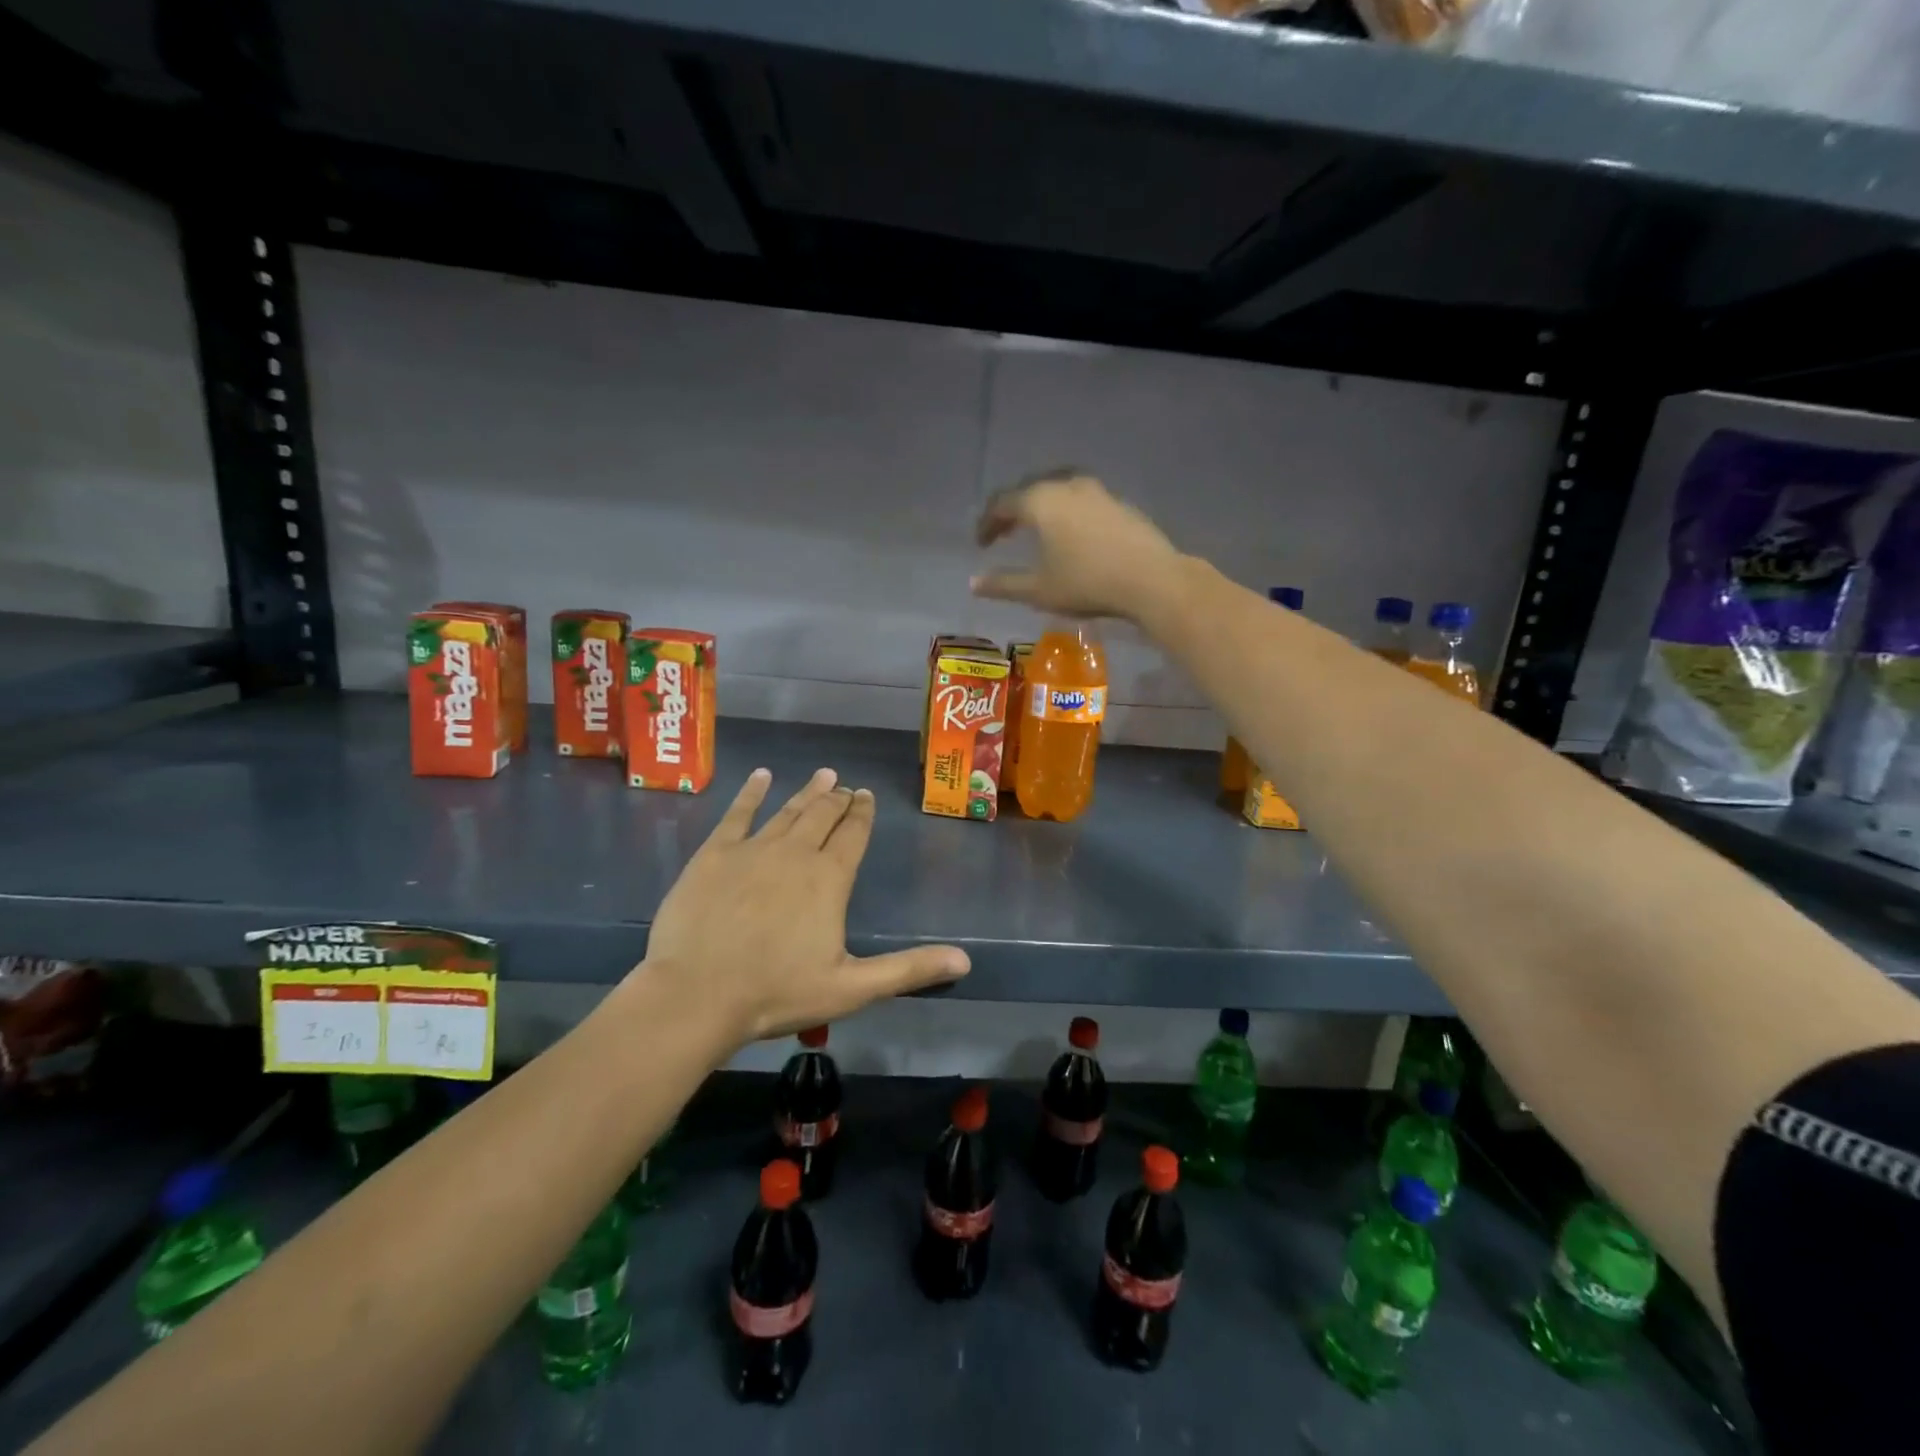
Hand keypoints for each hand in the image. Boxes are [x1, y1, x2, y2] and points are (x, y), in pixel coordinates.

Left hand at [637, 767, 969, 1043]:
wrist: (696, 995)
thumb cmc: (777, 993)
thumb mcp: (852, 988)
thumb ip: (908, 969)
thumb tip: (965, 960)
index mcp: (829, 879)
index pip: (853, 835)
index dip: (863, 814)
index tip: (866, 796)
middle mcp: (795, 853)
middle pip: (822, 816)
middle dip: (838, 799)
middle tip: (846, 786)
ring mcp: (752, 849)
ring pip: (787, 811)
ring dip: (807, 792)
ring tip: (823, 775)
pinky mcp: (714, 854)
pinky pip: (737, 814)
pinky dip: (752, 793)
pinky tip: (762, 776)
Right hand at [971, 470, 1181, 620]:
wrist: (1151, 579)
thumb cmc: (1087, 583)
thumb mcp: (1039, 591)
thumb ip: (1003, 585)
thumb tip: (973, 584)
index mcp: (1041, 501)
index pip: (1002, 503)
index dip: (987, 523)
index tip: (981, 545)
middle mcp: (1066, 485)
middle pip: (1029, 490)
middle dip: (1012, 511)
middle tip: (1004, 533)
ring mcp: (1096, 490)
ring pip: (1057, 490)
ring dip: (1041, 507)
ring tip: (1036, 530)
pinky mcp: (1118, 501)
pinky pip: (1080, 499)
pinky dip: (1065, 511)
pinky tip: (1070, 533)